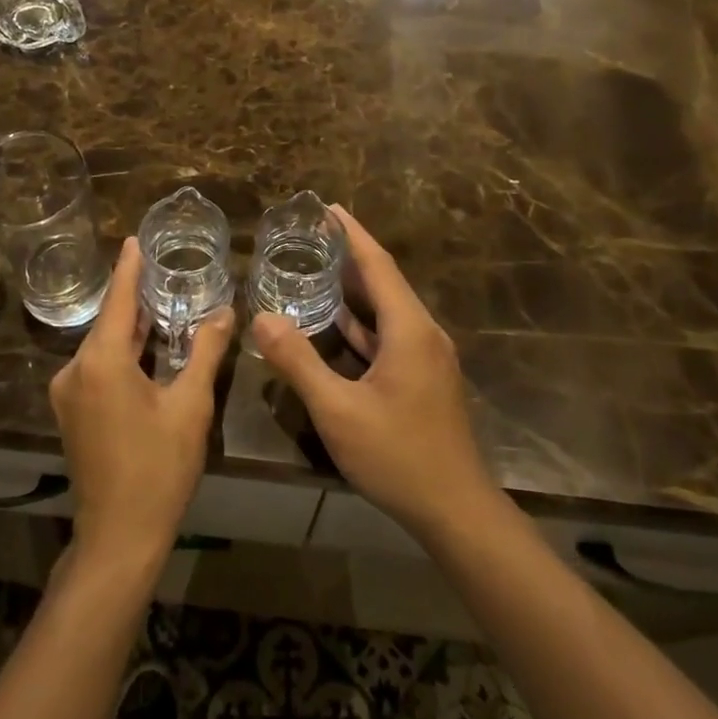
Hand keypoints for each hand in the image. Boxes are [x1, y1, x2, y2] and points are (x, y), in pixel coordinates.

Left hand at [50, 236, 234, 571]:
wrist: (119, 536)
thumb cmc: (159, 468)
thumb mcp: (190, 406)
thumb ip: (206, 352)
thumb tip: (225, 312)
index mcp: (101, 361)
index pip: (117, 300)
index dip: (128, 268)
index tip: (134, 239)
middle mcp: (75, 370)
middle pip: (109, 322)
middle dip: (134, 297)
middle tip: (163, 270)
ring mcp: (69, 393)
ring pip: (103, 346)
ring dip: (130, 328)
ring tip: (160, 303)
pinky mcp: (71, 412)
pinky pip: (97, 367)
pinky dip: (121, 353)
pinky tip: (145, 347)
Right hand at [252, 207, 498, 544]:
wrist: (456, 510)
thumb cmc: (397, 456)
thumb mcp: (338, 410)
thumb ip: (298, 361)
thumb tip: (261, 317)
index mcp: (409, 329)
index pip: (378, 264)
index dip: (352, 234)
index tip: (327, 207)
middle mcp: (424, 333)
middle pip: (385, 281)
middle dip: (350, 255)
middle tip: (311, 236)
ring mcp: (427, 357)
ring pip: (388, 310)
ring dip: (356, 289)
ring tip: (318, 269)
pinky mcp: (425, 378)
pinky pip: (391, 335)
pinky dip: (364, 322)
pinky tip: (338, 324)